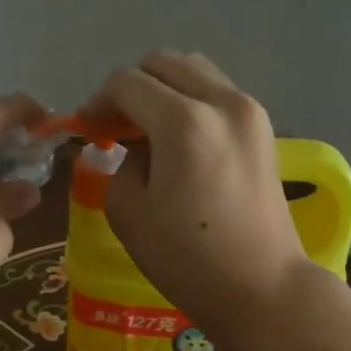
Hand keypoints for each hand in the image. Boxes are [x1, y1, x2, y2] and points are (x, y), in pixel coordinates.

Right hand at [84, 52, 327, 338]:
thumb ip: (118, 163)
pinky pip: (216, 92)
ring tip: (147, 129)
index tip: (87, 131)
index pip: (127, 82)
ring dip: (162, 88)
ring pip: (194, 70)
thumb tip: (128, 146)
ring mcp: (249, 111)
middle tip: (115, 127)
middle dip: (130, 87)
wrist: (263, 288)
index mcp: (184, 122)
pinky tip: (179, 138)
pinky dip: (190, 100)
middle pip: (162, 63)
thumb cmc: (189, 260)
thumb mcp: (129, 213)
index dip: (98, 102)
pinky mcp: (263, 127)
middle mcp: (222, 102)